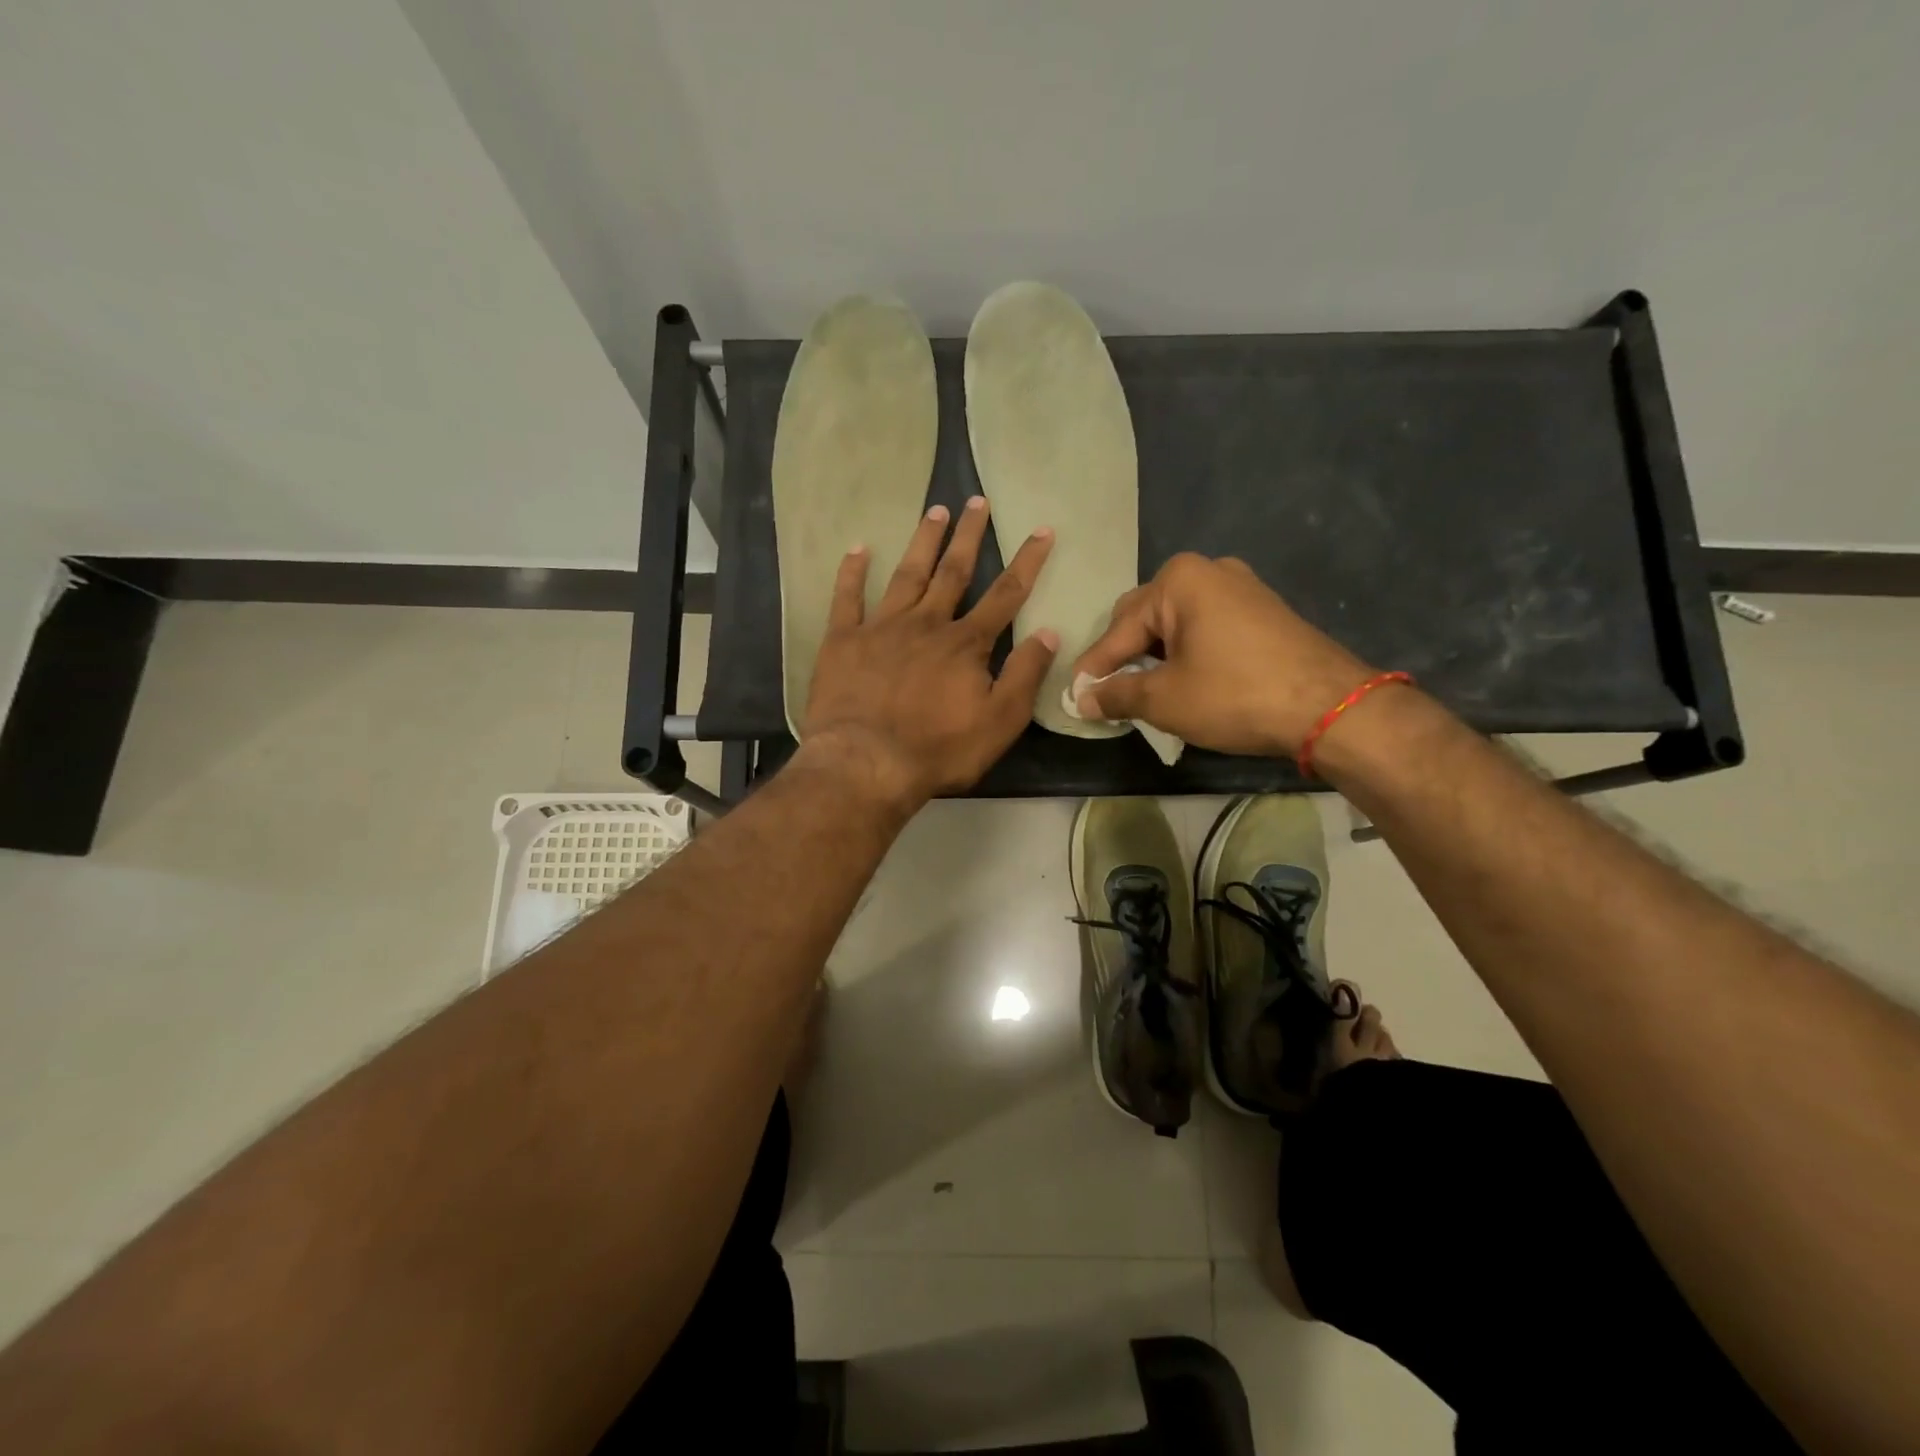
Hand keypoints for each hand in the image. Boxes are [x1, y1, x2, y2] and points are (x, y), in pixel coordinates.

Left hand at [802, 496, 1058, 807]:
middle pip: (953, 572)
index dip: (1027, 562)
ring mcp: (882, 628)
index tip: (1041, 530)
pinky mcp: (844, 641)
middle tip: (976, 500)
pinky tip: (858, 549)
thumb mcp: (1000, 722)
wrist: (866, 763)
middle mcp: (926, 623)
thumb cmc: (938, 749)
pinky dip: (852, 573)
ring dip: (923, 542)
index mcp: (965, 643)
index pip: (1005, 595)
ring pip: (907, 574)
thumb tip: (1049, 632)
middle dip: (969, 536)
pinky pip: (848, 598)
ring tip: (935, 512)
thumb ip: (1025, 675)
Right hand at [1072, 554, 1375, 757]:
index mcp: (1178, 581)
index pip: (1119, 629)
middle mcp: (1208, 571)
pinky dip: (1187, 653)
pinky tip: (1183, 681)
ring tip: (1143, 692)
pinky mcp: (1262, 610)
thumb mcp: (1164, 699)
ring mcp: (1241, 587)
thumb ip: (1116, 694)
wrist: (1329, 707)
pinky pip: (1206, 628)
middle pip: (1145, 617)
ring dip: (1155, 657)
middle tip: (1110, 694)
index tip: (1075, 695)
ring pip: (1176, 624)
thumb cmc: (1234, 695)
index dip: (1094, 667)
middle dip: (1125, 656)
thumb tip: (1082, 700)